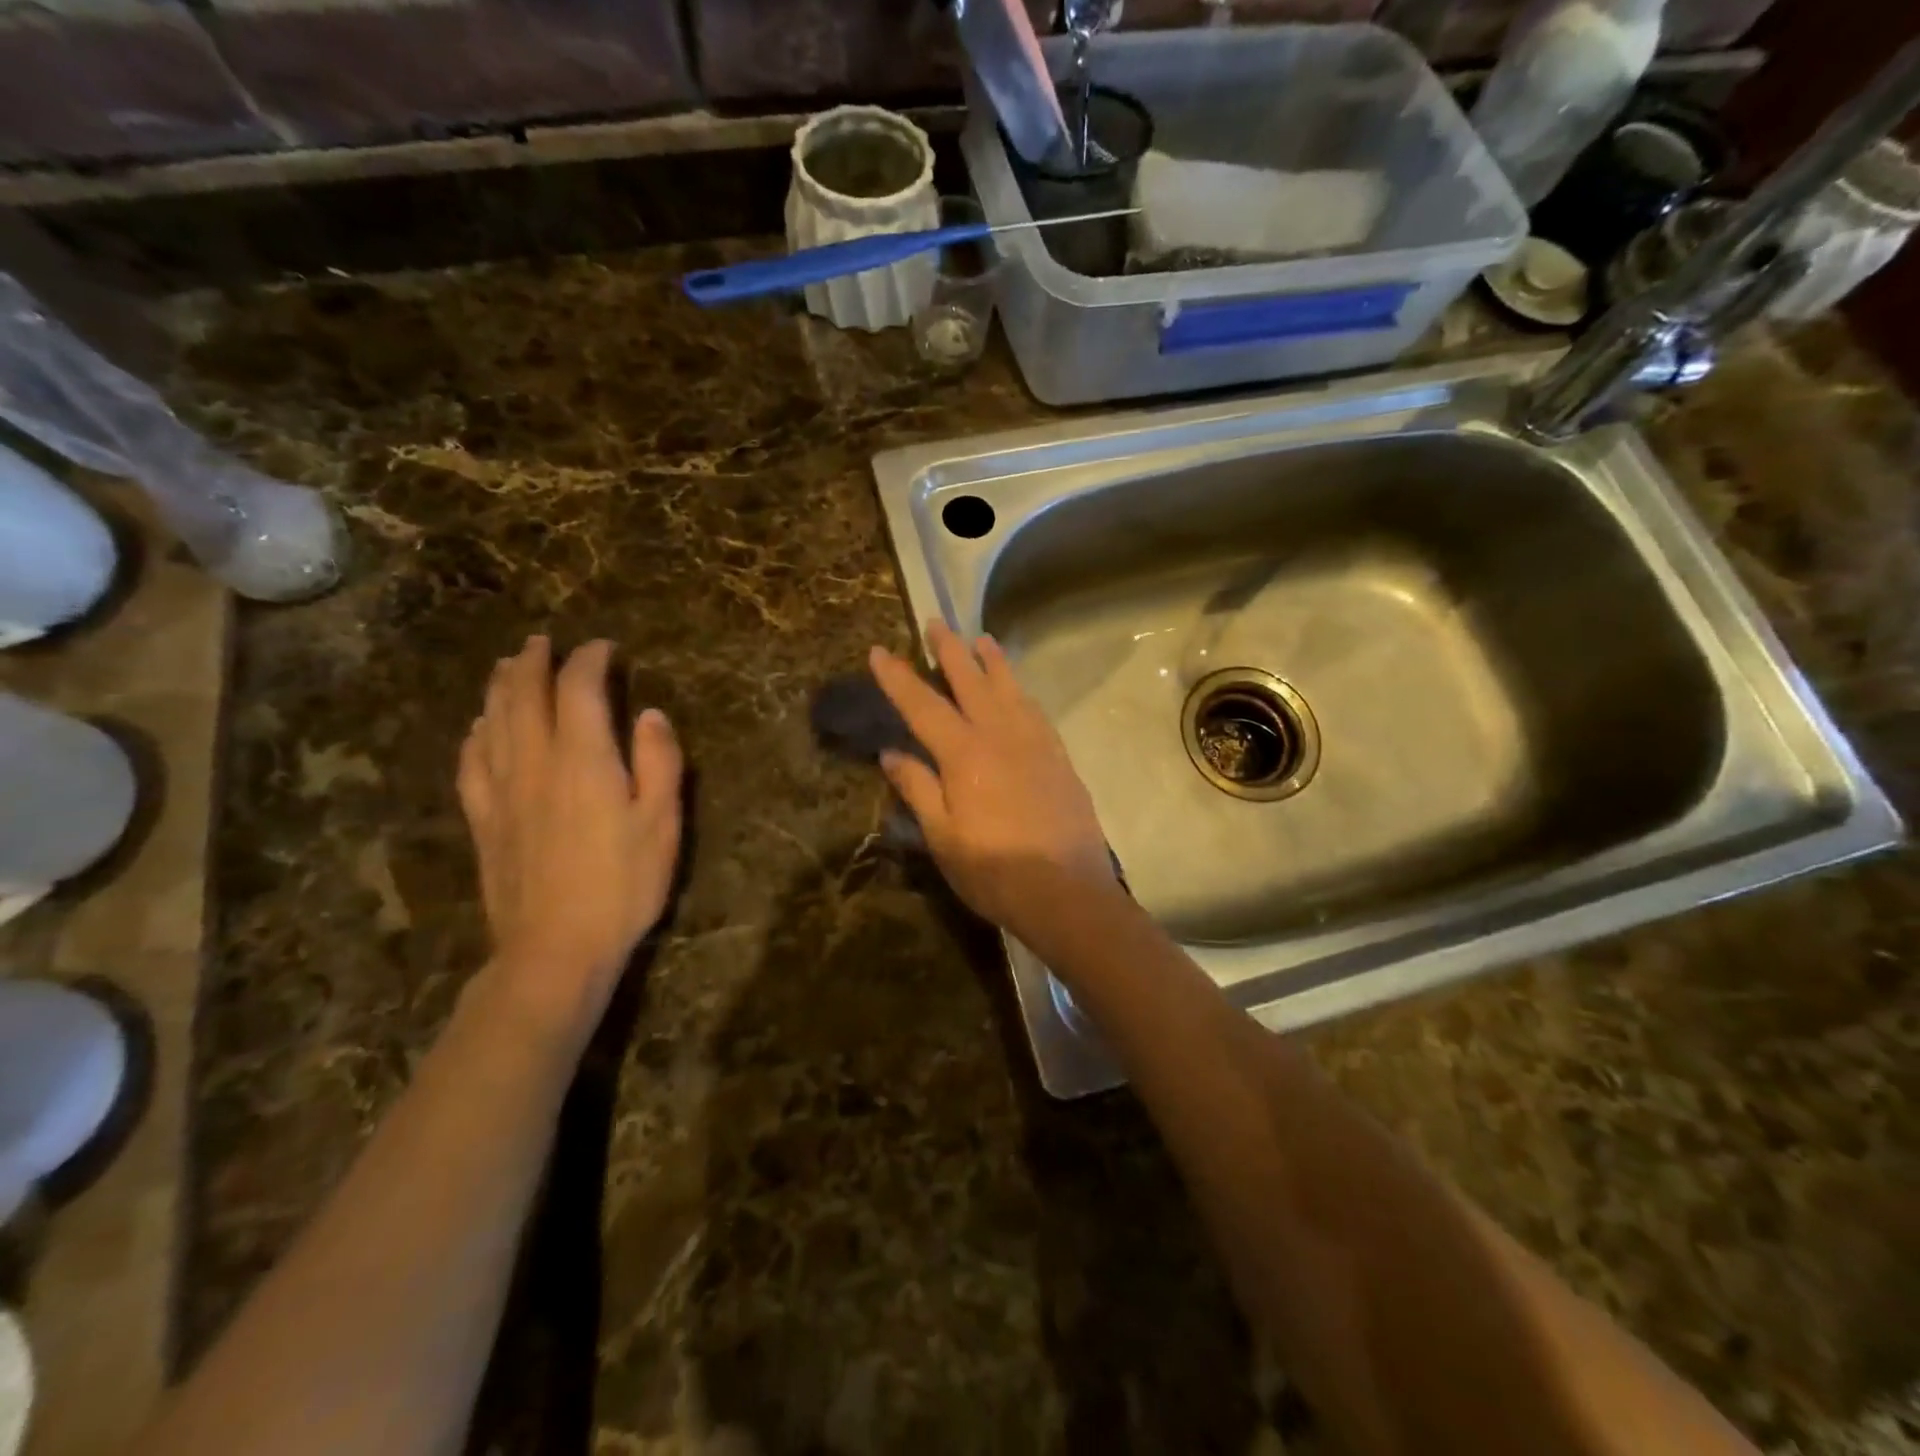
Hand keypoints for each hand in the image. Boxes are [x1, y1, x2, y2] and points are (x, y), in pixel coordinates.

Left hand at [457, 636, 683, 1030]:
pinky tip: (480, 728)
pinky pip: (471, 762)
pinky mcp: (483, 819)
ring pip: (492, 721)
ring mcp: (501, 790)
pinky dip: (476, 733)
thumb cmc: (623, 885)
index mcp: (583, 758)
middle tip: (542, 642)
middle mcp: (535, 761)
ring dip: (500, 687)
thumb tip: (650, 715)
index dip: (590, 660)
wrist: (555, 948)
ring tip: (506, 666)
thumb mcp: (662, 824)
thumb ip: (659, 762)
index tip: (604, 647)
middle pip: (523, 695)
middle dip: (533, 662)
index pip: (579, 688)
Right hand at [869, 622, 1117, 943]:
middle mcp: (1001, 735)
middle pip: (971, 681)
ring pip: (1010, 689)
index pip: (922, 705)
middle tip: (936, 623)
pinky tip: (1019, 691)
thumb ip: (918, 788)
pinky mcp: (1059, 757)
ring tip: (981, 639)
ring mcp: (1035, 743)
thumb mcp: (943, 837)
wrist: (1068, 891)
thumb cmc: (995, 871)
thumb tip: (892, 753)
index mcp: (965, 754)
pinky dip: (1021, 692)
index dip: (898, 678)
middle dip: (950, 650)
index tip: (880, 650)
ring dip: (992, 661)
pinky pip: (1036, 711)